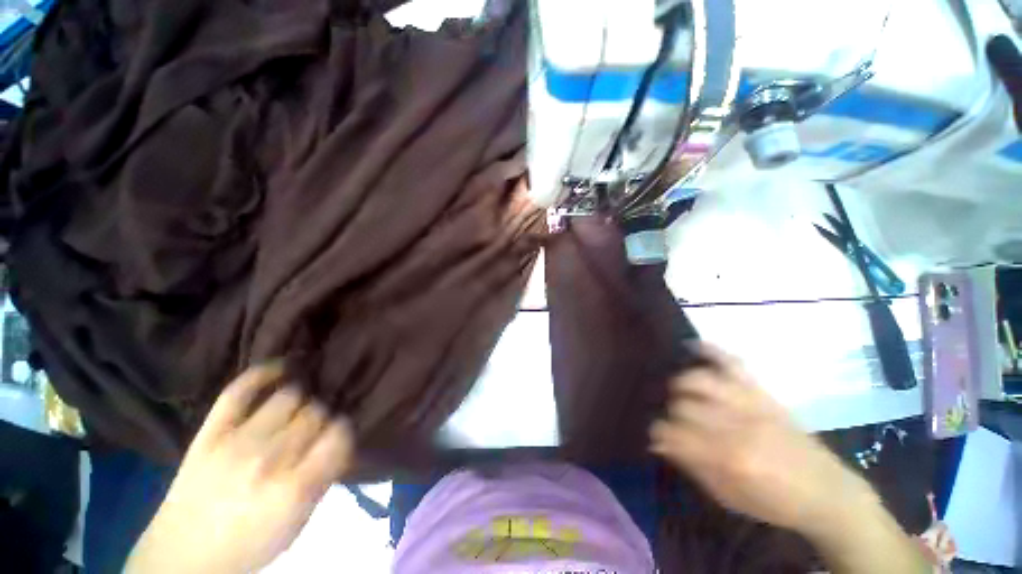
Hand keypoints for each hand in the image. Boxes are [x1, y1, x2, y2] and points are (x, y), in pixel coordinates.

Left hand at [126, 364, 354, 573]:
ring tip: (301, 404)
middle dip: (322, 416)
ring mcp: (237, 442)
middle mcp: (270, 459)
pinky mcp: (210, 433)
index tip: (338, 433)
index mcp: (294, 488)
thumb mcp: (298, 523)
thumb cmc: (249, 544)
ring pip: (289, 397)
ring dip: (301, 399)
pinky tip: (282, 367)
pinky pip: (239, 391)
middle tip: (316, 424)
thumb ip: (323, 478)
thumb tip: (340, 439)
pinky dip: (264, 373)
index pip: (339, 434)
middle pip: (315, 412)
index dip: (343, 429)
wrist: (182, 556)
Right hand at [649, 345, 875, 535]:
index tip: (658, 438)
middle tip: (676, 424)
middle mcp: (735, 425)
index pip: (672, 434)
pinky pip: (731, 361)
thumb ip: (691, 465)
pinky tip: (692, 346)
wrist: (827, 491)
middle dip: (672, 415)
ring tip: (681, 394)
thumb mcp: (728, 496)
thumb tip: (659, 442)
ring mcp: (749, 403)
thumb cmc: (774, 502)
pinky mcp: (761, 391)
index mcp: (727, 458)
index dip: (658, 434)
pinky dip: (710, 350)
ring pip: (698, 380)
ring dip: (681, 386)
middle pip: (682, 406)